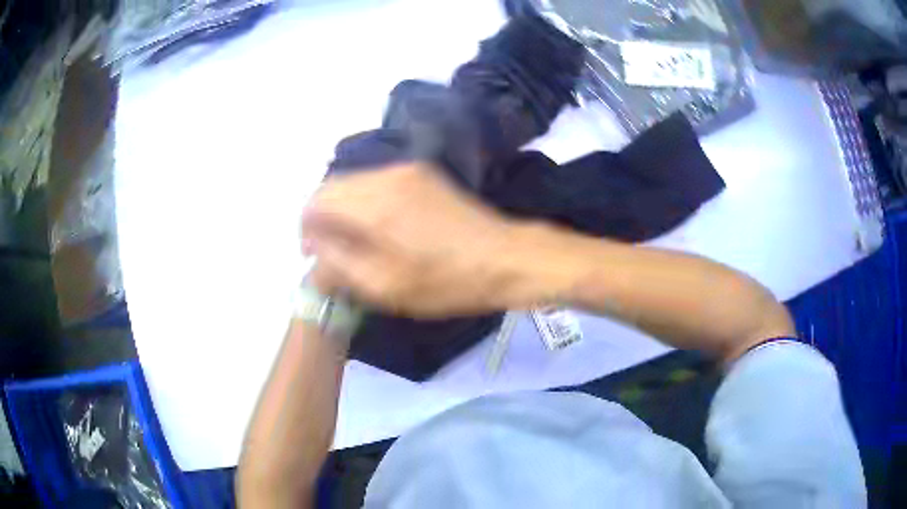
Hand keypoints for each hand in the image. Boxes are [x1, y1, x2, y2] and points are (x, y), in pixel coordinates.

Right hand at [302, 163, 526, 317]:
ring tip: (352, 246)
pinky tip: (376, 230)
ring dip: (343, 211)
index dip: (306, 227)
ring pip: (355, 184)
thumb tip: (314, 249)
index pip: (317, 200)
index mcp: (375, 202)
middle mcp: (387, 175)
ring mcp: (407, 170)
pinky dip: (365, 204)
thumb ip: (339, 265)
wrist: (505, 257)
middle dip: (323, 219)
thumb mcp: (387, 286)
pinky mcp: (423, 175)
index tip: (313, 256)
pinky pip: (377, 184)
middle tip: (330, 254)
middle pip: (334, 187)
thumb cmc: (447, 280)